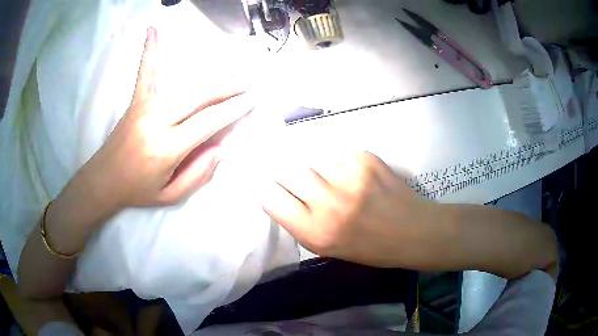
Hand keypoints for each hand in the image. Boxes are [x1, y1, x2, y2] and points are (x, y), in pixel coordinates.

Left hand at [81, 27, 253, 209]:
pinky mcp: (136, 101)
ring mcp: (145, 107)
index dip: (233, 110)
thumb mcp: (170, 195)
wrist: (104, 180)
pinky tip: (153, 30)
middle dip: (228, 90)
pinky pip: (145, 73)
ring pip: (184, 86)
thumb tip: (220, 148)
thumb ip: (197, 174)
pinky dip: (150, 51)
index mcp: (167, 148)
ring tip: (231, 74)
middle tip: (246, 86)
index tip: (252, 100)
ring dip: (211, 79)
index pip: (208, 122)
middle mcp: (157, 122)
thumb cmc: (137, 190)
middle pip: (200, 98)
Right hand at [261, 152, 435, 266]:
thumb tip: (284, 194)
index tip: (283, 196)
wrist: (412, 231)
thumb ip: (301, 223)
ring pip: (314, 162)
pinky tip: (356, 178)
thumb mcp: (328, 248)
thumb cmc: (370, 248)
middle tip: (311, 188)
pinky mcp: (364, 159)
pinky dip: (341, 165)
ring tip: (338, 184)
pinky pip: (337, 156)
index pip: (271, 198)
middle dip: (295, 180)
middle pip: (289, 173)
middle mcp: (328, 203)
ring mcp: (348, 177)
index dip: (275, 195)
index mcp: (316, 231)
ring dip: (320, 172)